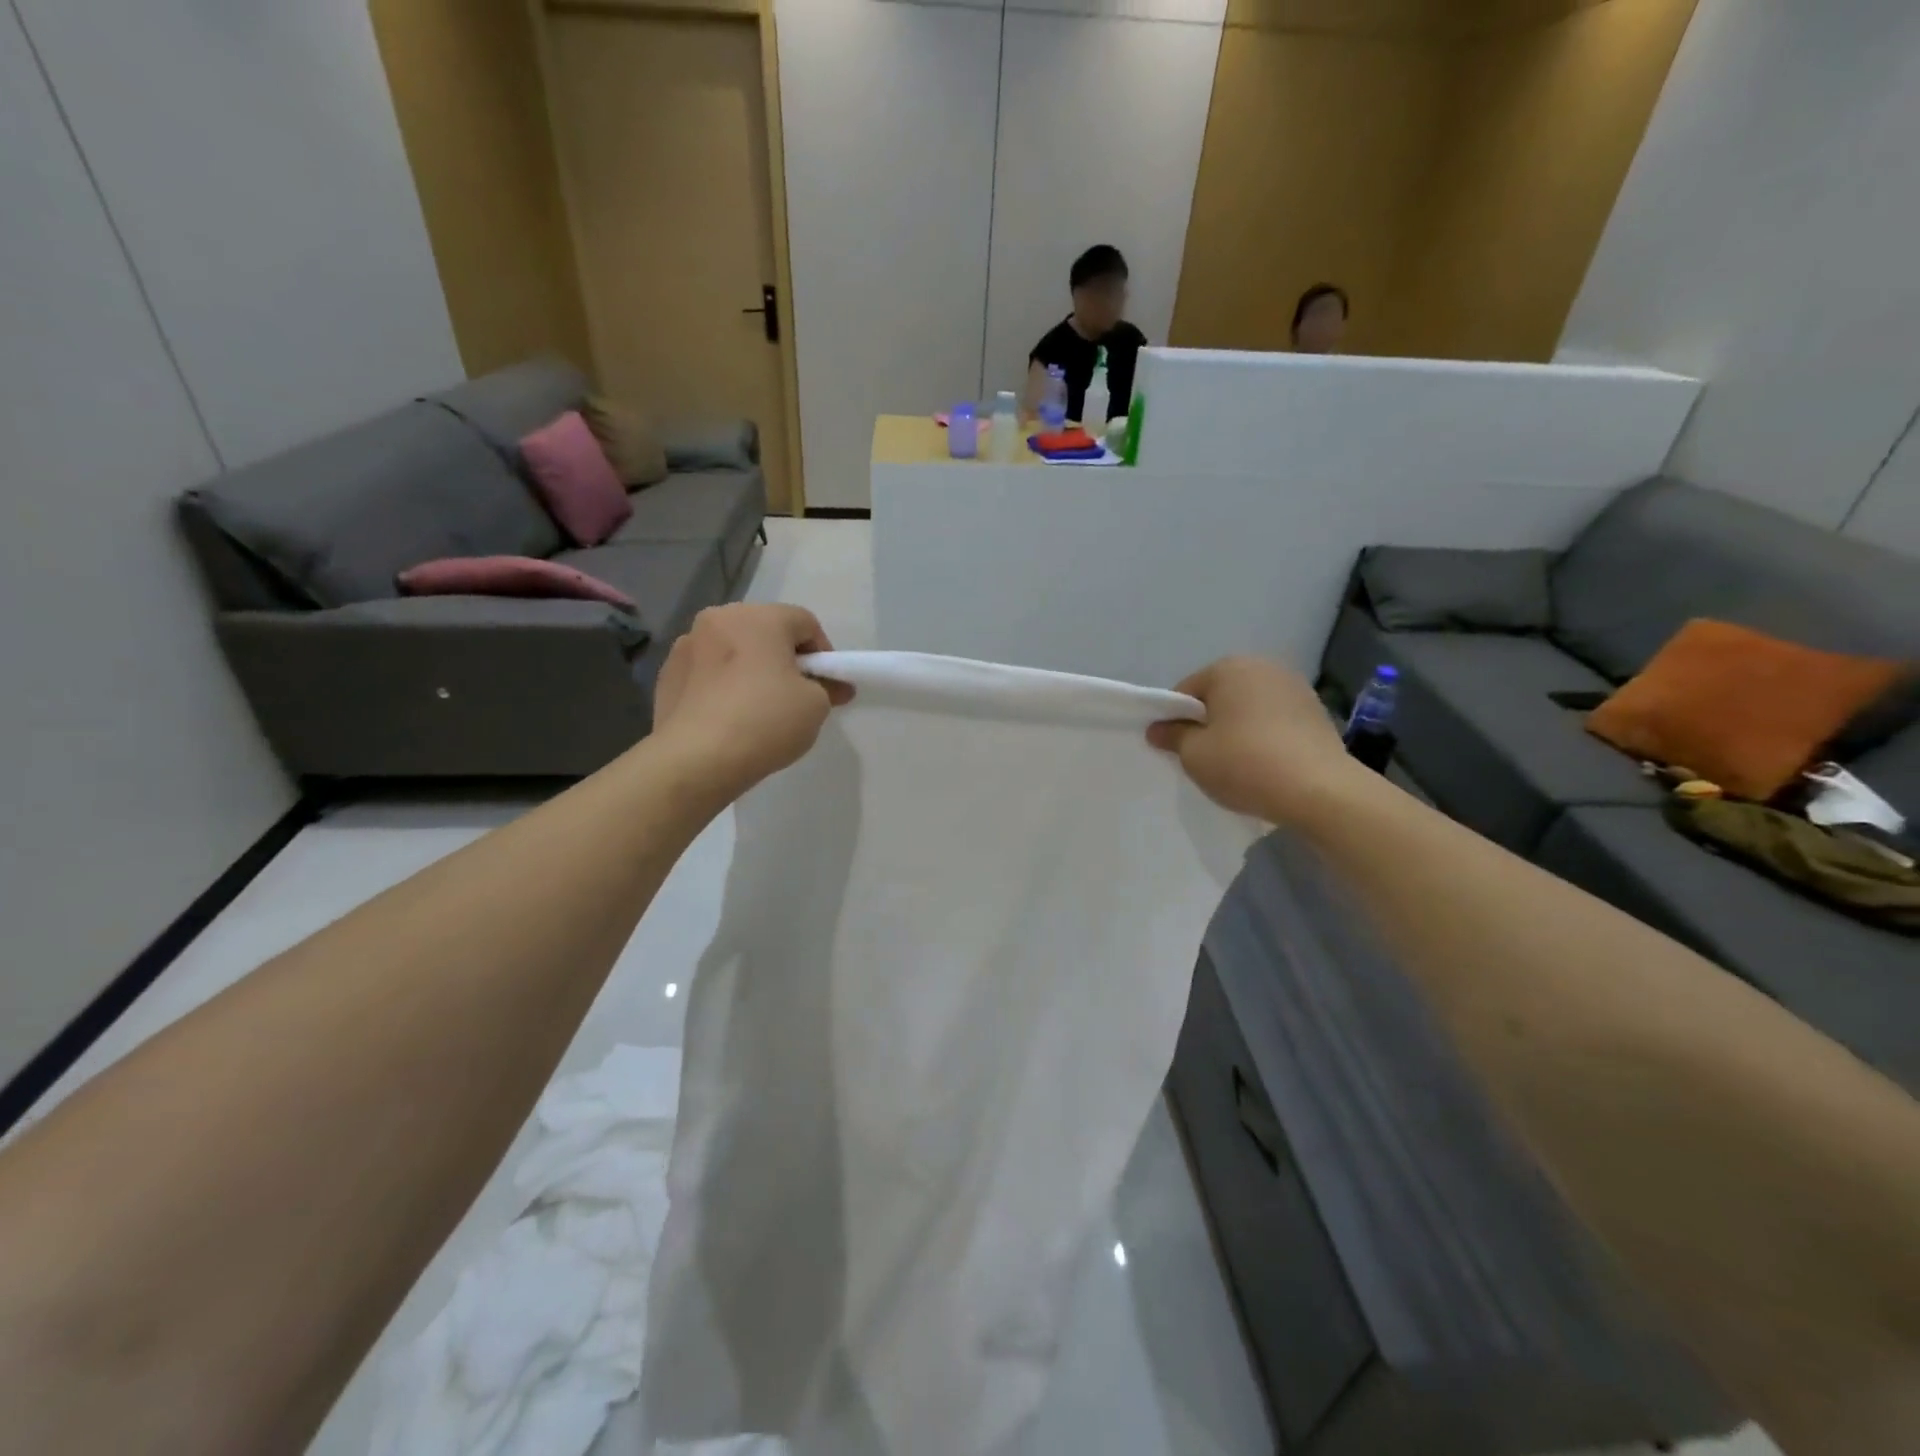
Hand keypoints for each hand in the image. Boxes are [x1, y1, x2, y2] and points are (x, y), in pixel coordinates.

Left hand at [651, 603, 851, 799]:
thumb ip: (827, 688)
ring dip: (750, 670)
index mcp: (758, 618)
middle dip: (784, 658)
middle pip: (765, 631)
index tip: (826, 686)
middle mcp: (718, 620)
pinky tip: (728, 718)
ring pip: (732, 651)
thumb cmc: (765, 721)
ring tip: (758, 709)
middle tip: (796, 695)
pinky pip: (707, 673)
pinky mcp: (666, 675)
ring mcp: (686, 646)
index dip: (823, 653)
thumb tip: (832, 687)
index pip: (804, 622)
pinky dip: (722, 687)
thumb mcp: (815, 705)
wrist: (695, 759)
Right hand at [1147, 657, 1366, 824]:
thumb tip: (1157, 729)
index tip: (1177, 749)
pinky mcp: (1317, 711)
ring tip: (1239, 764)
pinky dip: (1265, 737)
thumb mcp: (1194, 754)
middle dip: (1209, 722)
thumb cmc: (1245, 764)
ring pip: (1249, 708)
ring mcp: (1295, 687)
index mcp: (1228, 668)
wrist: (1320, 791)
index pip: (1186, 692)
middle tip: (1206, 758)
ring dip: (1239, 729)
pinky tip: (1266, 764)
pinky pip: (1276, 721)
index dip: (1175, 721)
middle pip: (1220, 696)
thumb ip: (1172, 736)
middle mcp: (1263, 667)